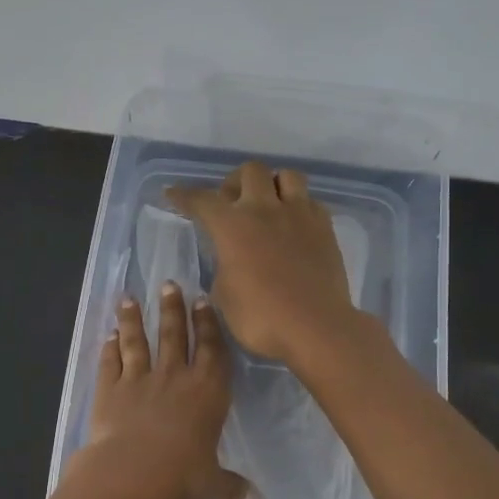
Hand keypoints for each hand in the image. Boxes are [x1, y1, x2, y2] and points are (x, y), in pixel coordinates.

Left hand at [78, 282, 256, 498]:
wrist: (131, 475)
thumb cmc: (181, 477)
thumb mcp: (212, 485)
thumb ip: (232, 487)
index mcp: (207, 392)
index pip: (211, 349)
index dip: (207, 324)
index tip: (202, 301)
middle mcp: (174, 377)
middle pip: (174, 335)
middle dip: (172, 308)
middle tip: (168, 284)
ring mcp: (139, 379)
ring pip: (137, 341)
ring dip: (133, 319)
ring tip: (129, 299)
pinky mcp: (109, 389)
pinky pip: (110, 362)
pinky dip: (108, 348)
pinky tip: (108, 336)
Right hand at [164, 161, 357, 363]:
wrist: (316, 327)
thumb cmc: (261, 317)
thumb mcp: (224, 295)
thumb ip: (224, 266)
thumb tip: (231, 257)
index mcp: (232, 225)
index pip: (202, 200)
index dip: (184, 195)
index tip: (173, 193)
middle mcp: (265, 209)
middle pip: (249, 171)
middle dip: (235, 182)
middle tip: (231, 204)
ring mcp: (299, 214)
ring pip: (286, 175)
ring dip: (272, 184)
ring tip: (268, 206)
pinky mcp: (325, 227)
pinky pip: (310, 201)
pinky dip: (298, 206)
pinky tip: (293, 225)